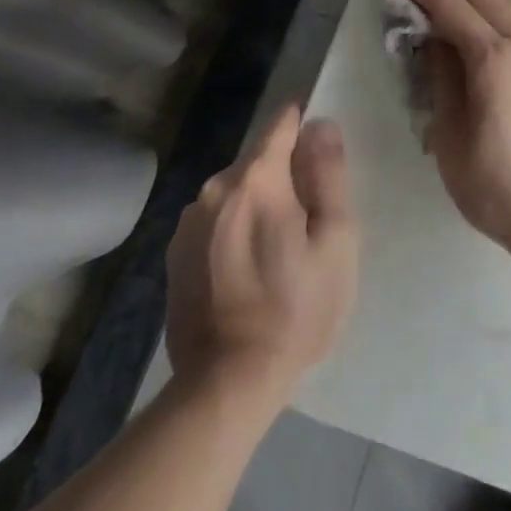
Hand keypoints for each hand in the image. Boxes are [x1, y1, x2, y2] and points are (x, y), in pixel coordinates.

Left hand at [164, 106, 358, 398]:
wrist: (226, 386)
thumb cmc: (295, 309)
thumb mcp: (335, 240)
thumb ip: (329, 174)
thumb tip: (320, 124)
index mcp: (255, 179)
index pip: (281, 124)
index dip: (304, 125)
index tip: (321, 150)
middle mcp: (214, 189)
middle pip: (259, 159)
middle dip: (285, 174)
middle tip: (309, 219)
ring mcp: (188, 223)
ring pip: (236, 190)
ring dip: (258, 202)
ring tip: (279, 248)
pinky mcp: (175, 255)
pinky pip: (216, 220)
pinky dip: (234, 228)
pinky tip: (248, 268)